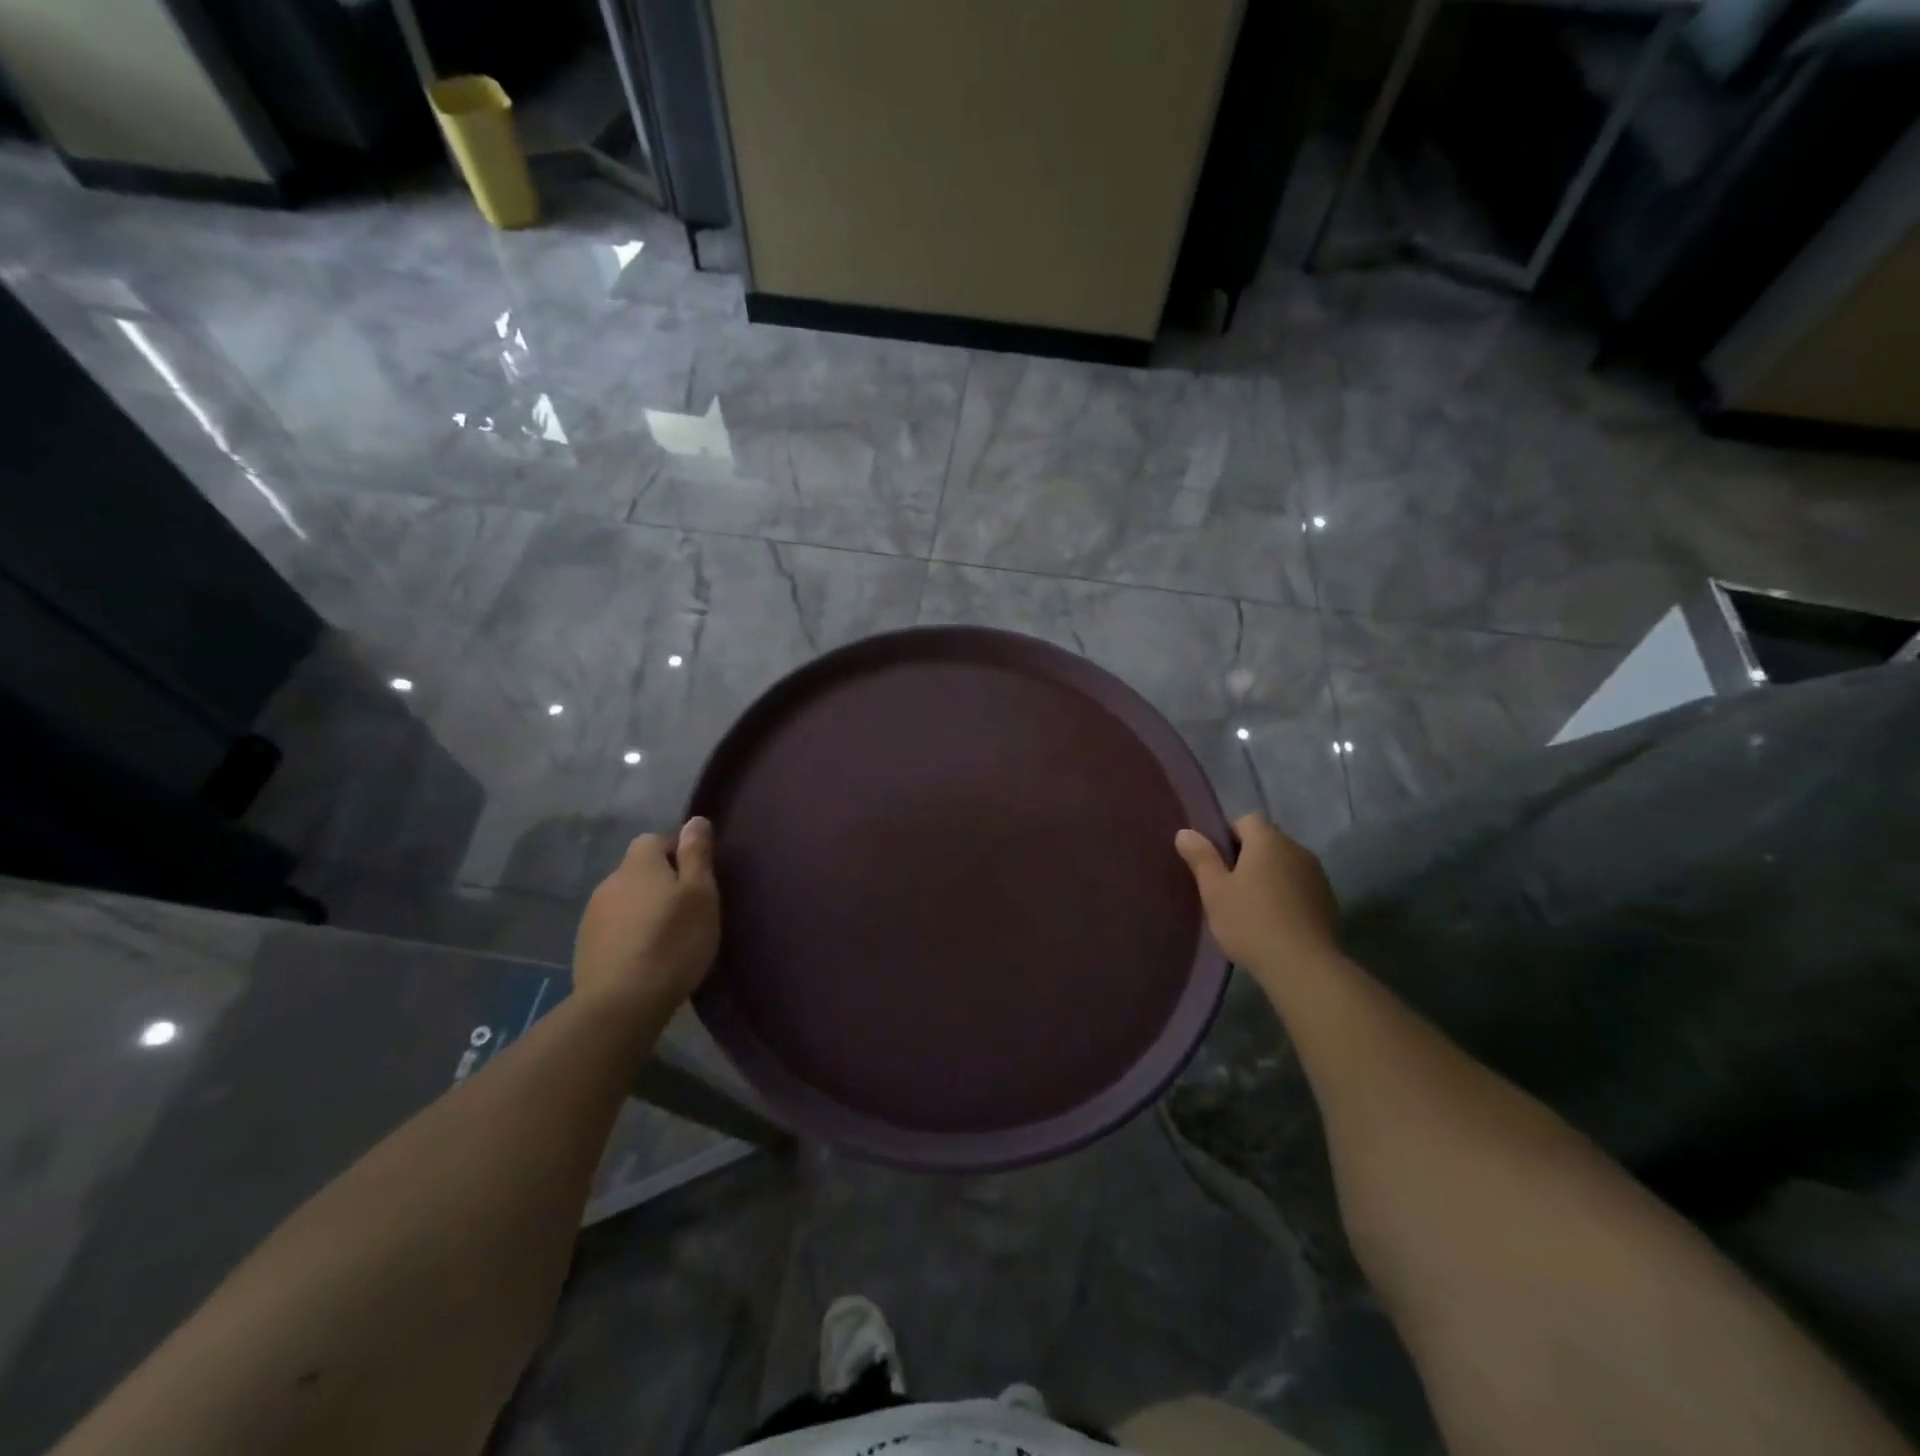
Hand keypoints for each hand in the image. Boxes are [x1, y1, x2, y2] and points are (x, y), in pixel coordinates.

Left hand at [574, 818, 719, 1010]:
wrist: (622, 1001)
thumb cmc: (673, 940)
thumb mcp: (700, 893)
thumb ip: (697, 854)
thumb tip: (695, 820)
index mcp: (638, 864)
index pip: (655, 840)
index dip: (677, 854)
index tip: (697, 881)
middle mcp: (610, 882)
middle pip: (639, 871)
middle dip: (661, 884)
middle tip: (688, 912)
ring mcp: (592, 916)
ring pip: (625, 901)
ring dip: (644, 911)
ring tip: (667, 939)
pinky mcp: (584, 947)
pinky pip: (614, 929)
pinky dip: (630, 936)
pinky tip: (646, 958)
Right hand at [1175, 813, 1339, 982]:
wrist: (1303, 967)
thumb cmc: (1250, 922)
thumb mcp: (1214, 891)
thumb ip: (1201, 857)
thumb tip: (1185, 832)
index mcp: (1268, 841)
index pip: (1245, 820)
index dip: (1227, 835)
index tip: (1215, 862)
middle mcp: (1296, 849)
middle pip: (1267, 841)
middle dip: (1247, 857)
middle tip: (1227, 886)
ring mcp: (1317, 875)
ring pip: (1285, 865)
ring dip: (1269, 876)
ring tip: (1251, 906)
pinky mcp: (1328, 901)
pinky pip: (1300, 886)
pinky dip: (1286, 895)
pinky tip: (1275, 921)